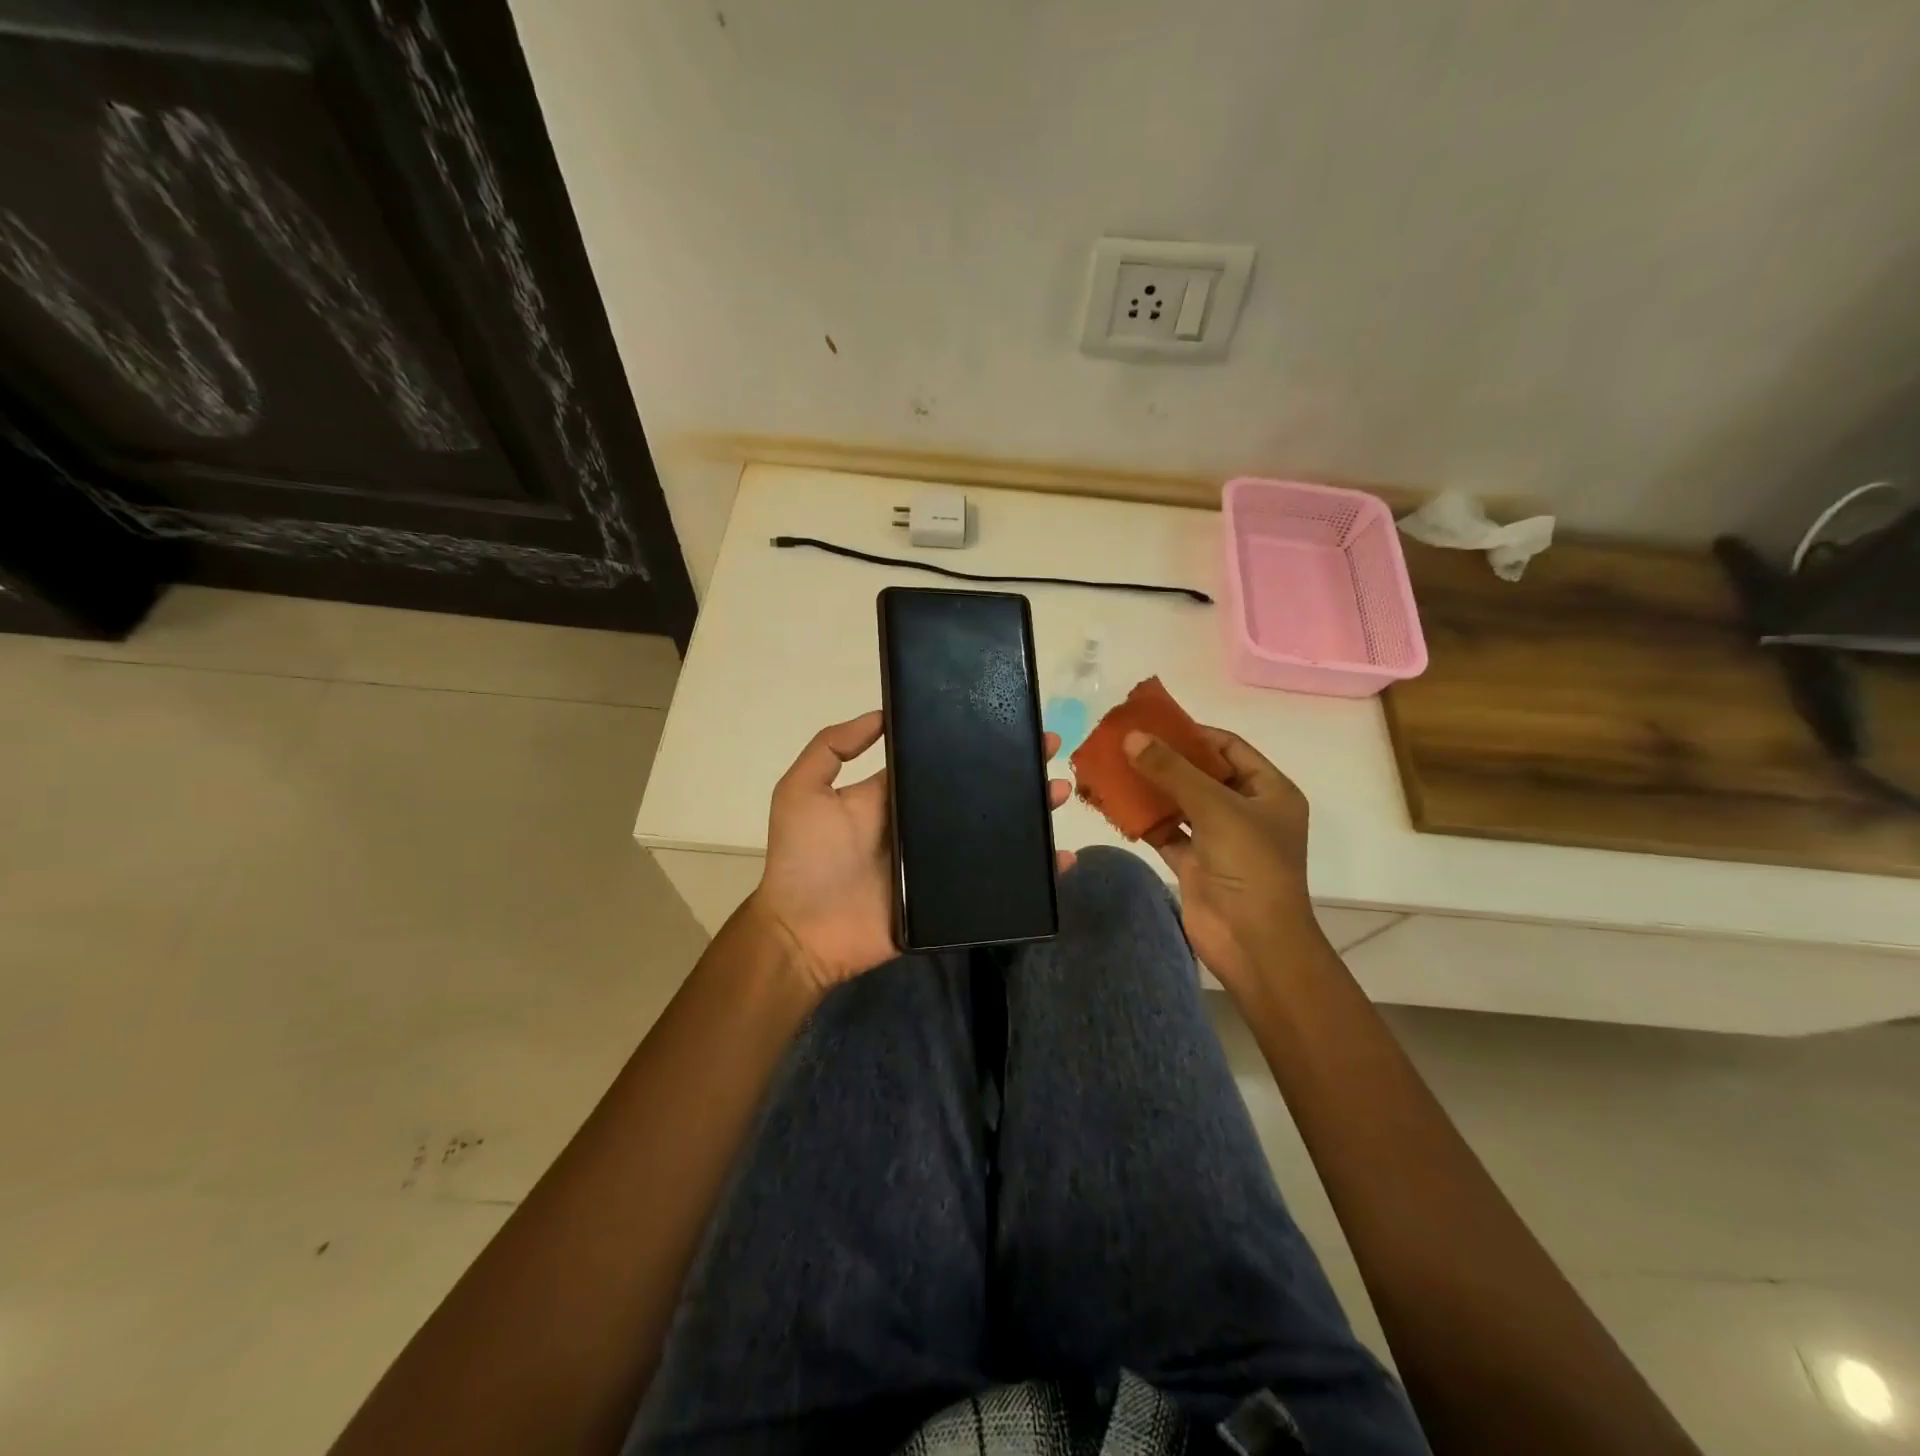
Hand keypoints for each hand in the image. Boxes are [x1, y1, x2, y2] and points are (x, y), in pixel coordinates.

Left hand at [750, 710, 1074, 994]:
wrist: (802, 935)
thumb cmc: (802, 860)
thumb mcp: (801, 791)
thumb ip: (832, 747)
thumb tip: (883, 714)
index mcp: (897, 796)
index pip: (943, 761)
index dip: (975, 741)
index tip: (1009, 721)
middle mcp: (924, 824)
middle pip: (979, 792)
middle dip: (1015, 770)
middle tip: (1051, 750)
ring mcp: (941, 863)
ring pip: (996, 832)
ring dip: (1030, 813)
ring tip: (1059, 793)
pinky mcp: (953, 899)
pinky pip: (999, 883)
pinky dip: (1033, 874)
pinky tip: (1061, 859)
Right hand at [1123, 726, 1319, 1000]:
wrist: (1254, 943)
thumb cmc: (1250, 866)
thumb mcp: (1215, 808)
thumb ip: (1172, 771)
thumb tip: (1132, 737)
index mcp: (1270, 791)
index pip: (1230, 748)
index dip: (1194, 733)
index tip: (1154, 722)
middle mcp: (1247, 811)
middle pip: (1202, 774)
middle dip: (1166, 759)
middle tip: (1126, 743)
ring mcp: (1220, 840)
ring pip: (1181, 803)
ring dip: (1151, 788)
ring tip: (1114, 767)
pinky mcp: (1196, 864)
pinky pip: (1167, 832)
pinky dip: (1145, 820)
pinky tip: (1116, 804)